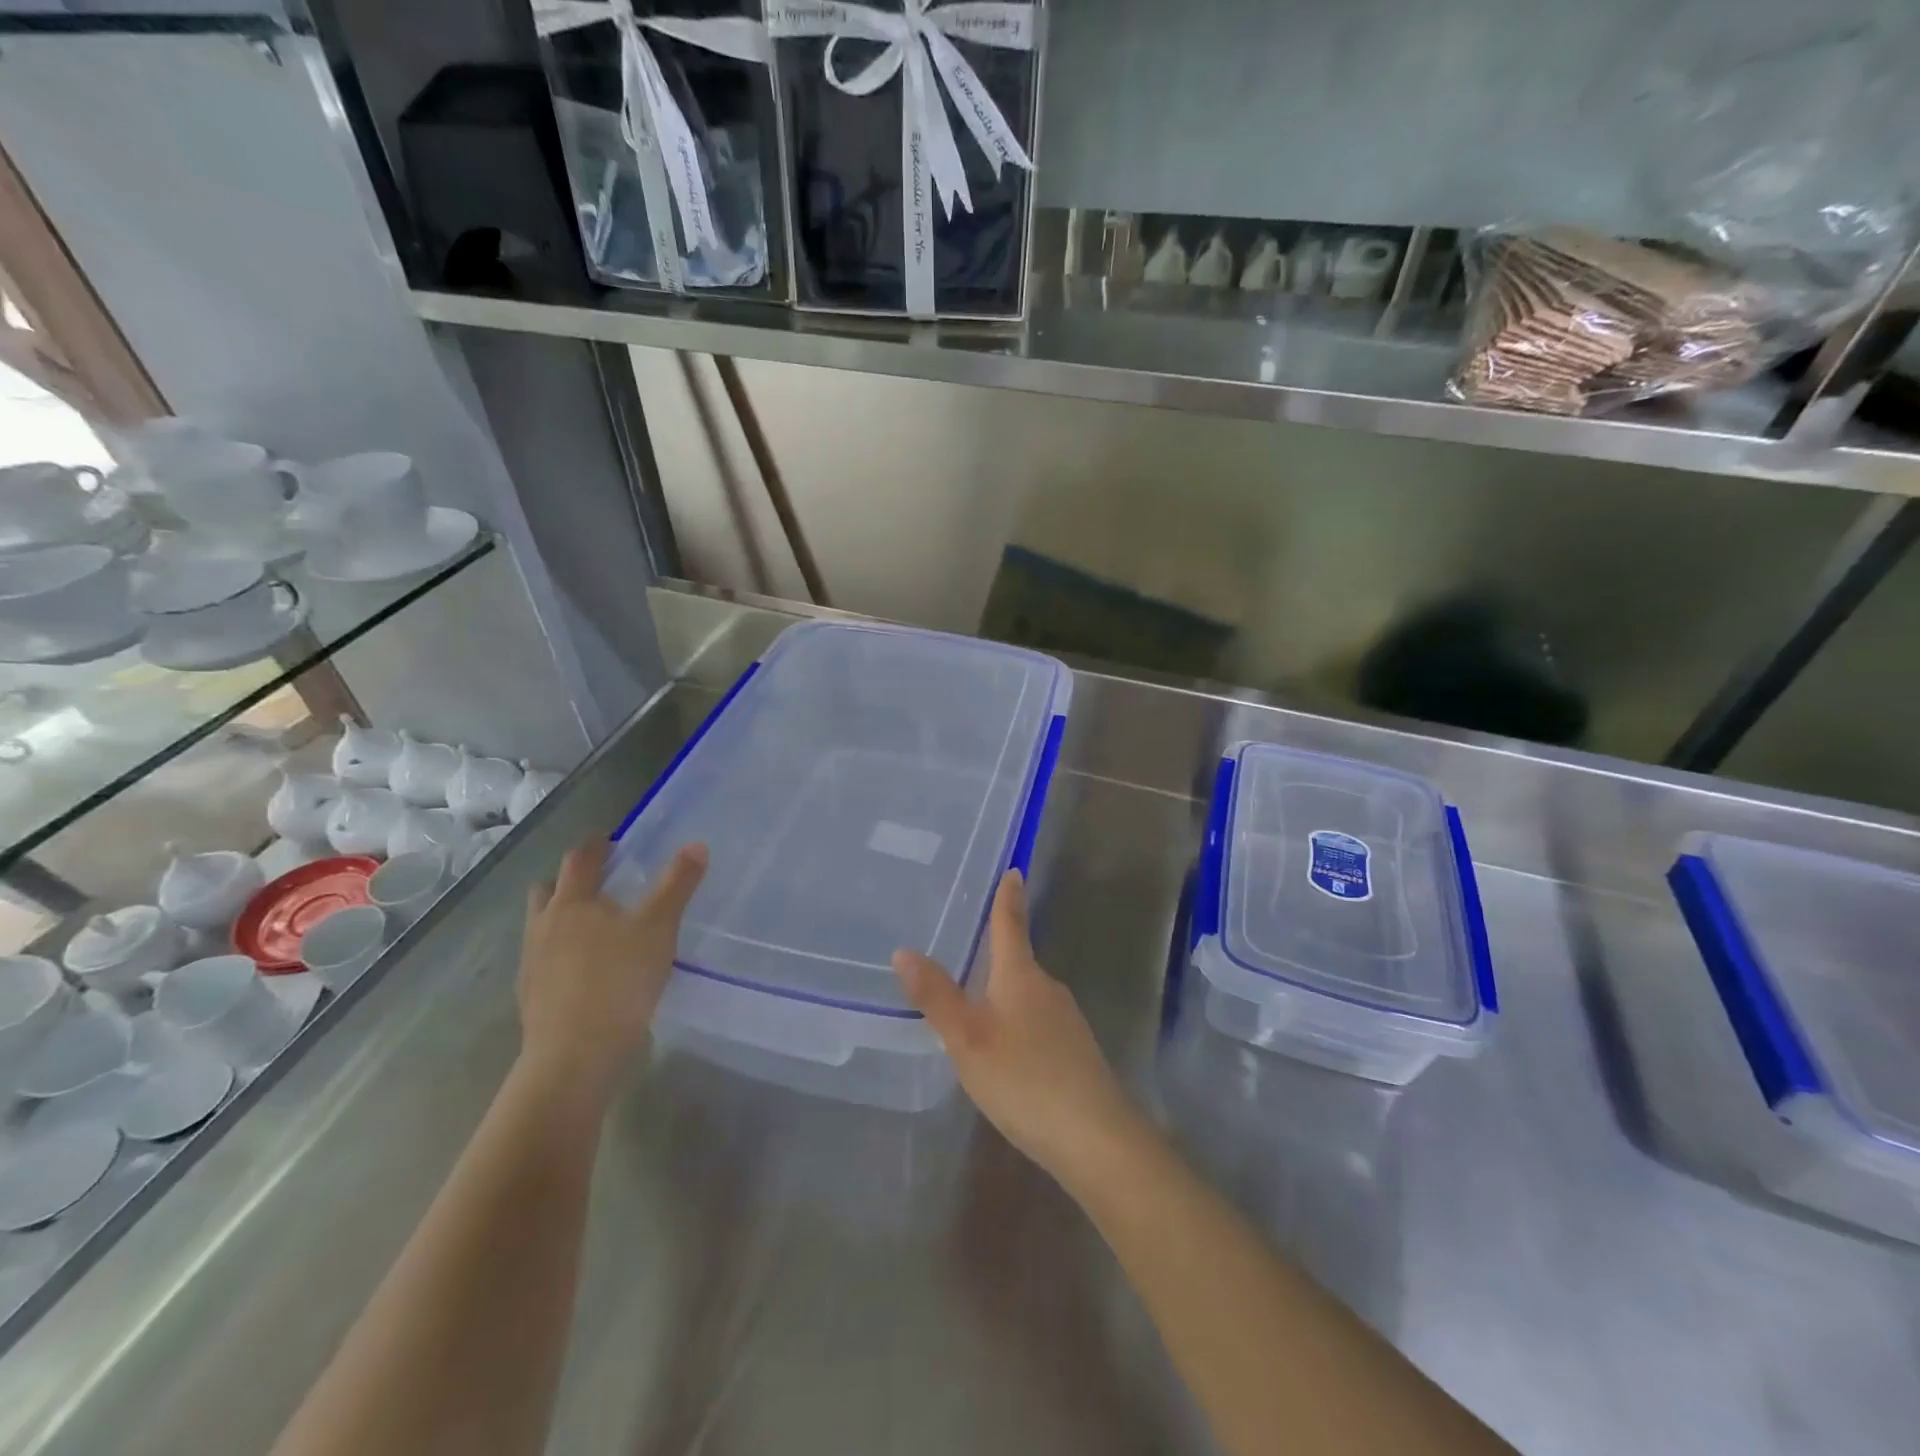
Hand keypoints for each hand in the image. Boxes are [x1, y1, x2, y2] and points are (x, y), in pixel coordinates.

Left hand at [518, 839, 706, 1096]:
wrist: (575, 1054)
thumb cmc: (619, 980)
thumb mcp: (659, 928)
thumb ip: (677, 885)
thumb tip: (696, 845)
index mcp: (573, 902)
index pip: (580, 859)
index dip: (596, 845)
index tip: (610, 840)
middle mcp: (544, 924)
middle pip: (549, 890)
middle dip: (570, 881)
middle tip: (600, 884)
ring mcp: (532, 962)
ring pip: (542, 926)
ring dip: (562, 918)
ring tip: (594, 928)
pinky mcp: (530, 995)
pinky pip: (543, 960)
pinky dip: (560, 954)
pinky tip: (585, 971)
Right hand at [893, 871, 1145, 1188]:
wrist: (1096, 1137)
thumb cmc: (1024, 1078)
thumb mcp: (968, 1039)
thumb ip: (937, 996)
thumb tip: (904, 950)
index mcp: (1021, 975)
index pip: (1011, 924)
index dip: (1008, 897)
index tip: (1014, 870)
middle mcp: (1047, 988)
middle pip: (1019, 959)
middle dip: (997, 949)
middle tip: (968, 941)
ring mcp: (1066, 1020)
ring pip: (1027, 993)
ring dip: (1004, 989)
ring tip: (975, 997)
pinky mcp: (1074, 1051)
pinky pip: (1037, 1021)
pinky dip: (1016, 1020)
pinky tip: (1004, 1047)